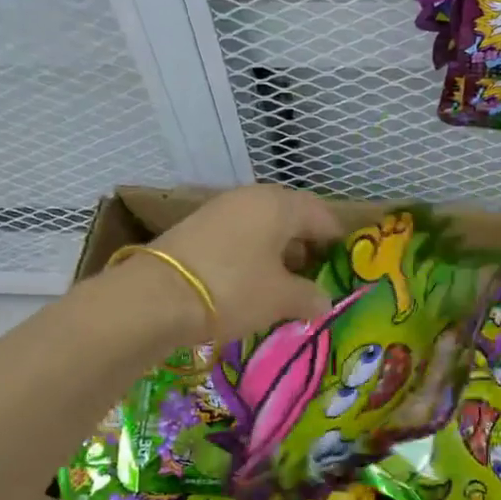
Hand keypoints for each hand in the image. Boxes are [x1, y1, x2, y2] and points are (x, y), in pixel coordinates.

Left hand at [144, 185, 342, 342]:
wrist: (154, 298)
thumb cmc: (232, 289)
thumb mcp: (280, 299)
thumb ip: (310, 297)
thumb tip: (323, 301)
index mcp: (280, 205)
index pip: (323, 217)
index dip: (338, 243)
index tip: (346, 269)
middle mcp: (251, 198)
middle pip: (292, 219)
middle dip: (306, 249)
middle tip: (315, 281)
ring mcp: (220, 211)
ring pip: (263, 229)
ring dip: (277, 255)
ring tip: (283, 288)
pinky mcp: (196, 229)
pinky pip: (238, 239)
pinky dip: (251, 259)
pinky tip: (250, 286)